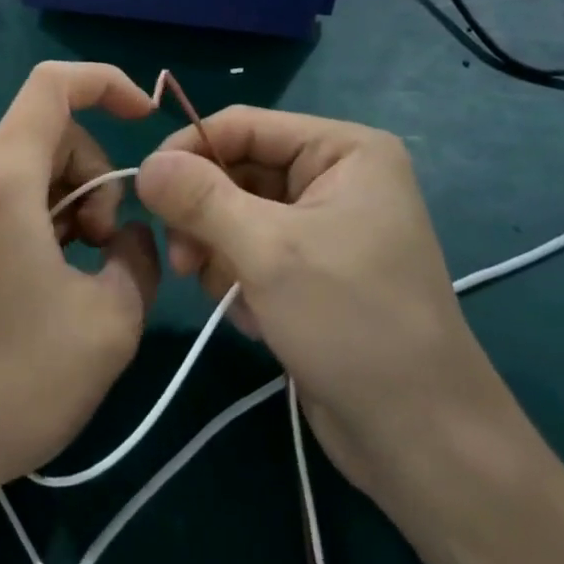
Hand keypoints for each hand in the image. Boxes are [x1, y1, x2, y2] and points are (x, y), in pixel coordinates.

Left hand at [0, 62, 159, 509]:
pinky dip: (34, 221)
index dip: (106, 82)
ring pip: (23, 171)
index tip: (145, 116)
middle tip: (105, 248)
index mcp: (0, 181)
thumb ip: (138, 260)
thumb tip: (129, 235)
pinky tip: (40, 285)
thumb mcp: (108, 326)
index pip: (52, 86)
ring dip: (66, 204)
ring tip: (76, 276)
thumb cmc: (8, 386)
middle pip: (45, 134)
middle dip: (93, 175)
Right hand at [135, 107, 496, 498]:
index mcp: (343, 149)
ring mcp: (324, 224)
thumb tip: (145, 164)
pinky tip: (256, 317)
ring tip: (229, 296)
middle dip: (205, 216)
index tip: (144, 190)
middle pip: (236, 170)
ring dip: (219, 254)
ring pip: (235, 214)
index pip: (243, 125)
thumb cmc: (352, 323)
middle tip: (182, 262)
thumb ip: (200, 199)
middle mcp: (335, 176)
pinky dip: (240, 279)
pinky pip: (251, 250)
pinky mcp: (312, 268)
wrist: (419, 438)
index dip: (189, 151)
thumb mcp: (268, 251)